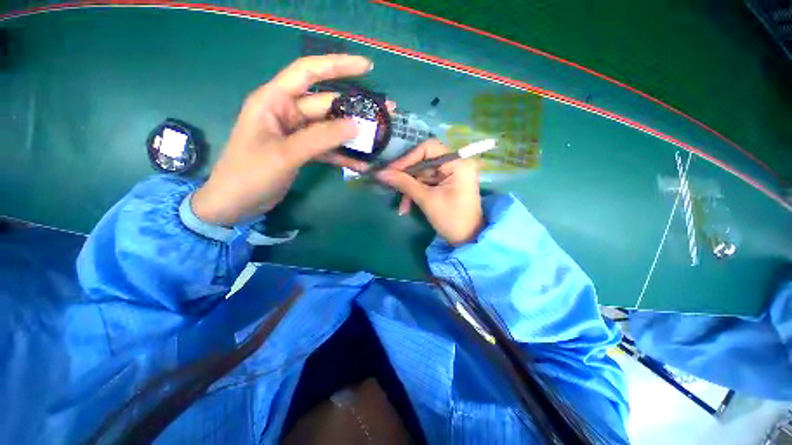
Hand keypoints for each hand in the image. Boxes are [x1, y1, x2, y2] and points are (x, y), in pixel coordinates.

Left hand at [191, 55, 372, 225]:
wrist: (236, 203)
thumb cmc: (249, 174)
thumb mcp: (285, 154)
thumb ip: (320, 138)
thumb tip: (356, 125)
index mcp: (274, 101)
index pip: (309, 72)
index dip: (338, 65)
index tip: (367, 67)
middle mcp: (287, 112)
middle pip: (327, 105)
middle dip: (354, 110)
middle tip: (383, 115)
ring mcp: (297, 134)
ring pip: (330, 129)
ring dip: (352, 136)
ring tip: (378, 140)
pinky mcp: (303, 152)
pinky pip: (327, 148)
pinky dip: (343, 155)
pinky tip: (361, 164)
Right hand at [376, 140, 483, 245]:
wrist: (467, 239)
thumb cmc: (451, 219)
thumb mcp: (426, 200)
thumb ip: (404, 183)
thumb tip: (381, 173)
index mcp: (457, 163)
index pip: (428, 148)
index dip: (407, 158)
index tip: (390, 170)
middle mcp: (455, 164)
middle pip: (423, 162)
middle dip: (407, 177)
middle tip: (390, 186)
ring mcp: (451, 174)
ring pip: (422, 175)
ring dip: (410, 189)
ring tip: (402, 206)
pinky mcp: (446, 184)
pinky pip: (426, 183)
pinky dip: (416, 193)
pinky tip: (407, 206)